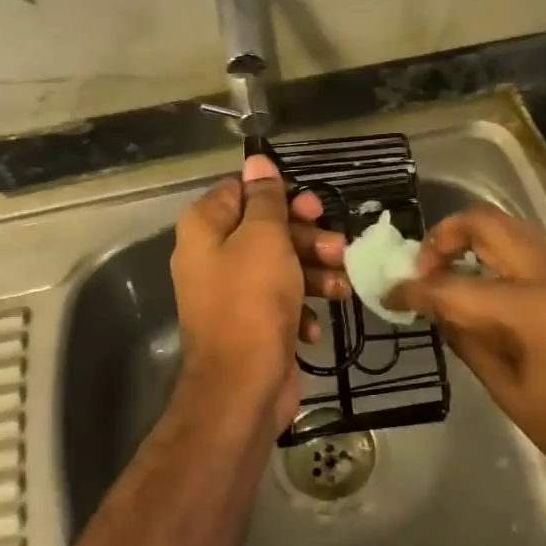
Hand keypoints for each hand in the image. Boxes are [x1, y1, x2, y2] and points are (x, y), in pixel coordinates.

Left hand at [170, 153, 347, 431]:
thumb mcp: (264, 238)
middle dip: (306, 237)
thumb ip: (265, 198)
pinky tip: (316, 325)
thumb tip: (256, 160)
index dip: (278, 195)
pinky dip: (302, 307)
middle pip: (265, 229)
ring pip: (280, 265)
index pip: (239, 192)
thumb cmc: (252, 301)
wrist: (243, 386)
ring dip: (314, 272)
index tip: (311, 205)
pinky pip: (281, 301)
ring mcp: (232, 293)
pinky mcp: (252, 323)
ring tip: (341, 284)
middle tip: (336, 243)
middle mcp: (212, 257)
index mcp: (205, 229)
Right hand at [389, 206, 545, 502]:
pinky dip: (501, 259)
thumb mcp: (514, 395)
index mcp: (535, 307)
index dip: (415, 288)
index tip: (389, 293)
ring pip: (513, 232)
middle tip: (422, 270)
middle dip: (444, 237)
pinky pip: (534, 254)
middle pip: (488, 224)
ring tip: (449, 279)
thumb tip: (438, 312)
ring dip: (474, 244)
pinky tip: (488, 294)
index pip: (456, 284)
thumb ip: (470, 343)